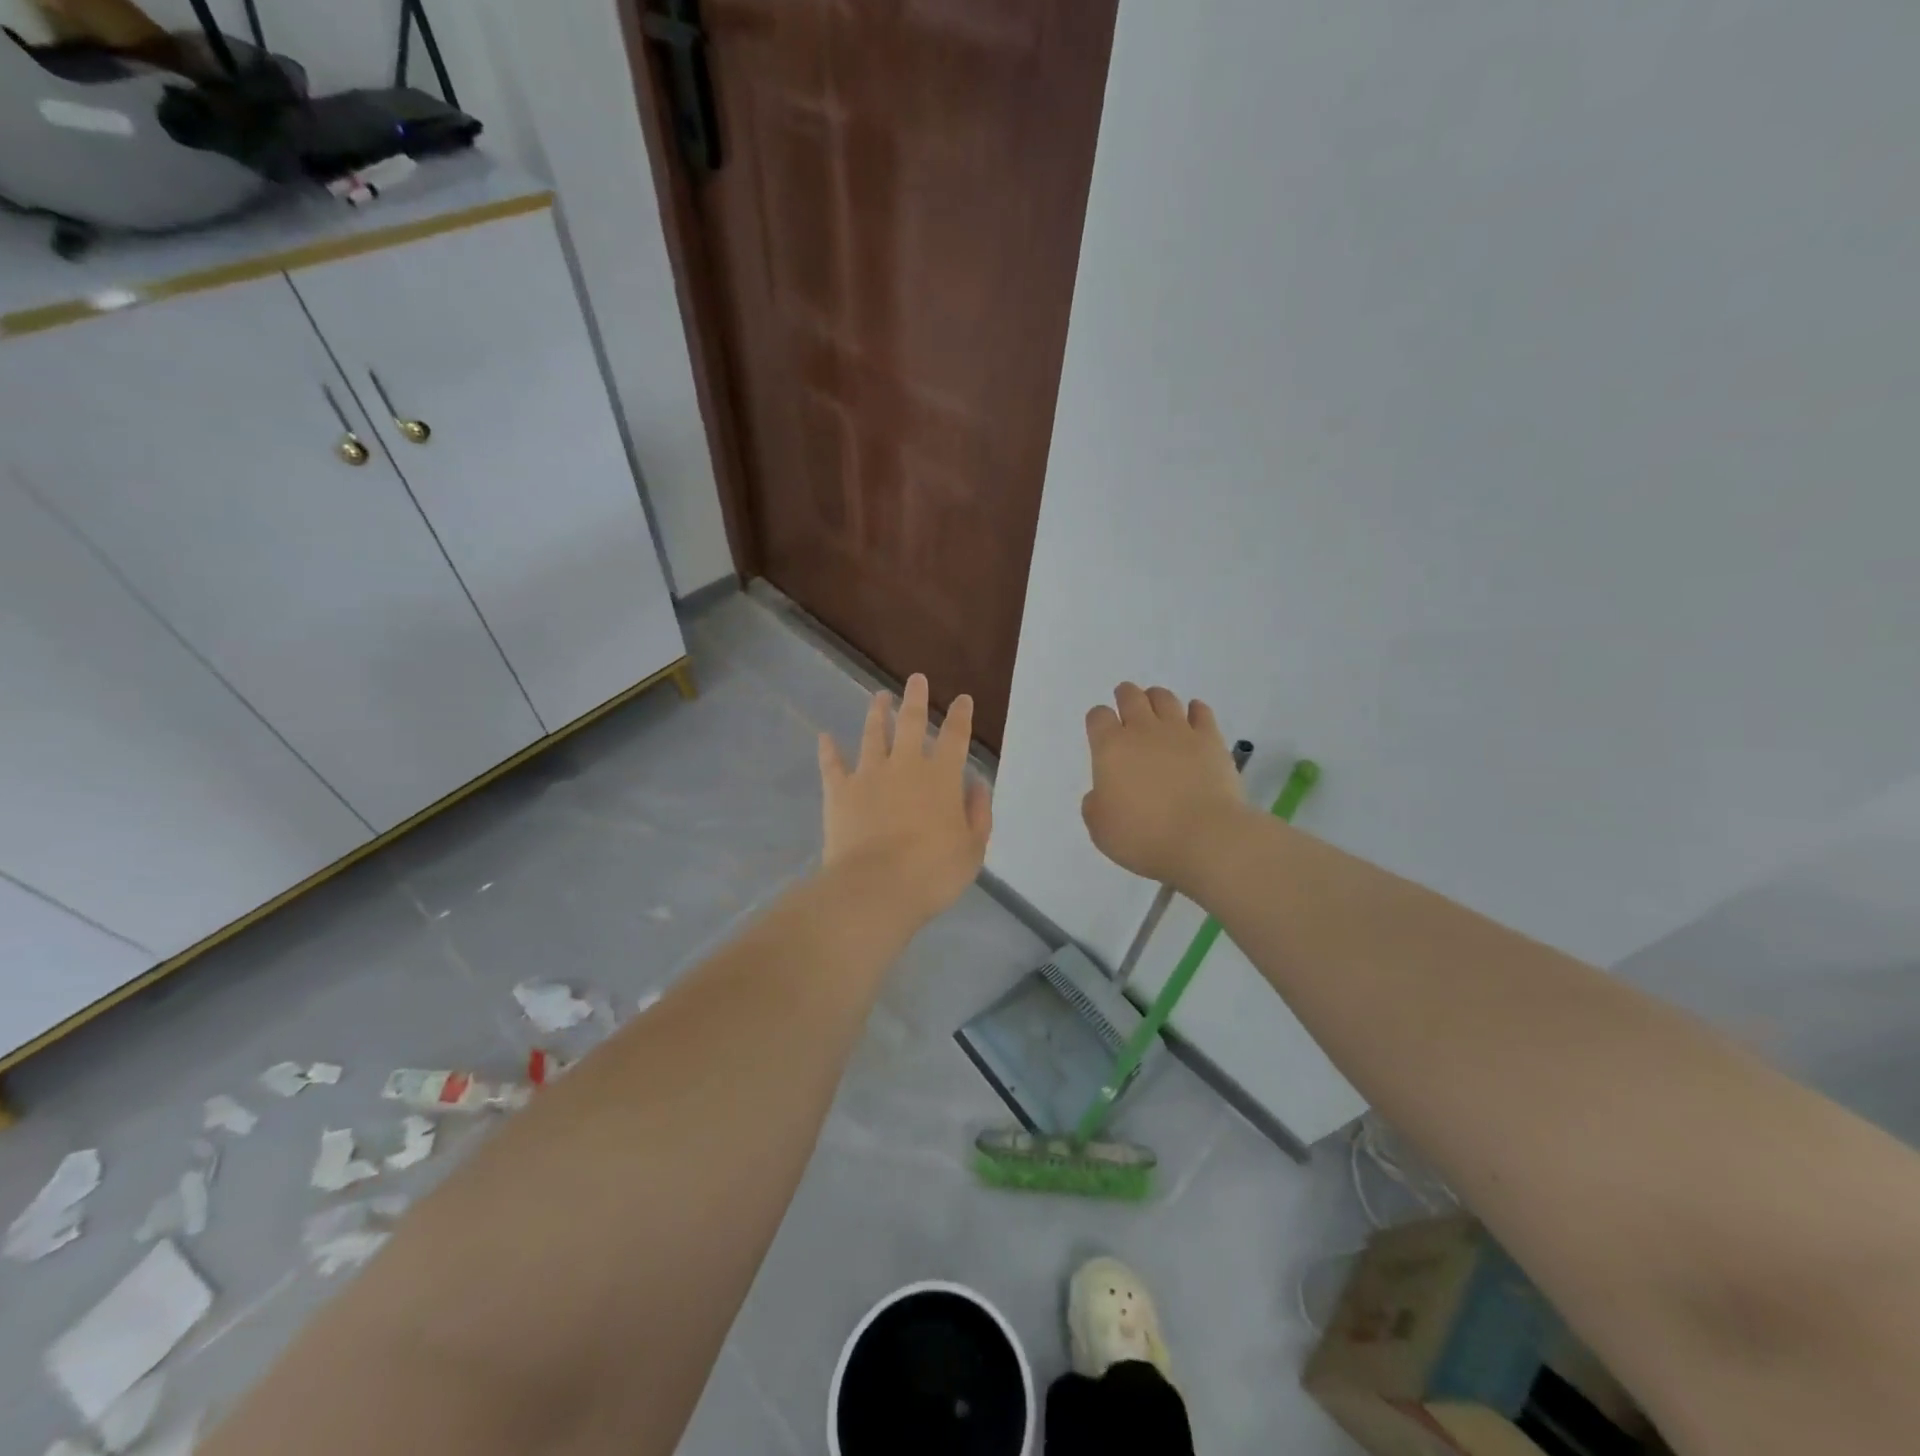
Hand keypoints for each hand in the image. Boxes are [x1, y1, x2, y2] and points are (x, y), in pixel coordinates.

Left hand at [818, 674, 992, 925]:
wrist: (875, 888)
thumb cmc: (932, 872)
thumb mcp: (972, 849)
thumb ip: (978, 814)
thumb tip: (976, 784)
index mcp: (942, 778)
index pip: (956, 738)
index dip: (961, 716)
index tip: (963, 699)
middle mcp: (906, 766)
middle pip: (912, 723)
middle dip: (916, 699)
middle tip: (916, 678)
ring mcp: (869, 775)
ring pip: (873, 735)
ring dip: (877, 714)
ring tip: (879, 696)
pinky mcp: (840, 791)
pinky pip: (832, 765)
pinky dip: (828, 750)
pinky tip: (824, 736)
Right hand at [1082, 683, 1245, 889]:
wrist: (1204, 837)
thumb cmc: (1144, 836)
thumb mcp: (1101, 829)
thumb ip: (1095, 805)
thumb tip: (1102, 793)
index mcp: (1110, 748)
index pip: (1097, 717)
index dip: (1097, 720)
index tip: (1100, 729)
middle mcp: (1142, 730)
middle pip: (1130, 697)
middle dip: (1125, 696)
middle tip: (1126, 702)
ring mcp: (1179, 731)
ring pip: (1164, 698)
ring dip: (1156, 698)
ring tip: (1156, 707)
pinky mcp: (1211, 739)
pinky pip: (1201, 711)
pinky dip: (1194, 710)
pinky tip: (1193, 716)